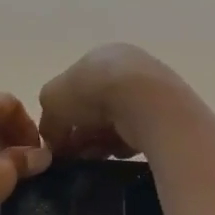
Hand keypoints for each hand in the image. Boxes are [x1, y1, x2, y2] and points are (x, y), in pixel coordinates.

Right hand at [38, 44, 186, 158]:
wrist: (145, 102)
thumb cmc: (93, 91)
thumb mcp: (52, 100)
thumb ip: (48, 119)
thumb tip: (53, 140)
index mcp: (100, 57)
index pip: (76, 87)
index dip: (64, 114)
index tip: (58, 139)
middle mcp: (127, 68)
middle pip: (97, 108)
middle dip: (82, 133)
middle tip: (74, 154)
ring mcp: (149, 91)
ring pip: (116, 123)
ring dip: (101, 142)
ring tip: (93, 157)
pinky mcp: (165, 115)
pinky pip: (137, 135)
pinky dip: (124, 146)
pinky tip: (118, 153)